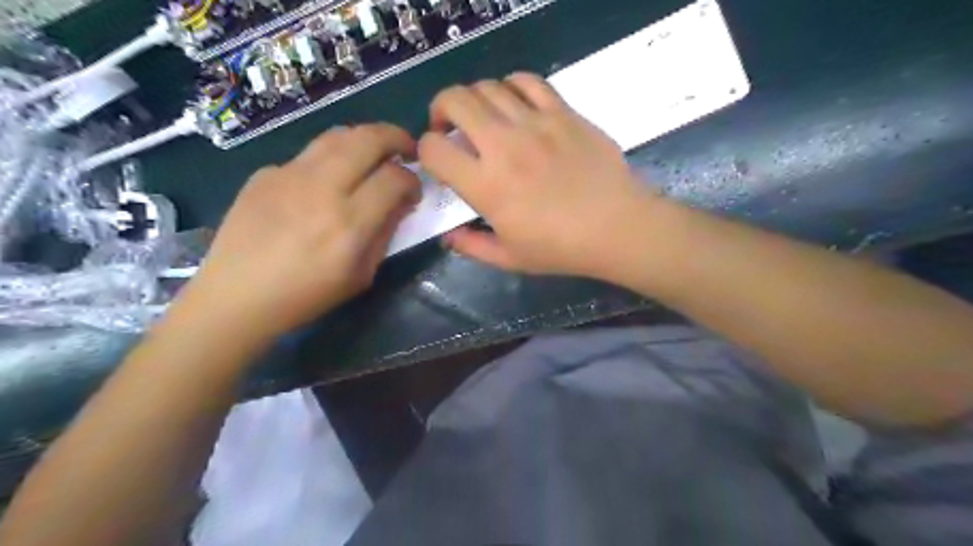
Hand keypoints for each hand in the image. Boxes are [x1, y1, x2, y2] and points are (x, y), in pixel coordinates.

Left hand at [180, 125, 419, 341]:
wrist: (236, 296)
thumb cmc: (306, 295)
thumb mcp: (361, 275)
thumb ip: (385, 233)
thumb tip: (400, 202)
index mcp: (349, 224)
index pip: (394, 179)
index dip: (412, 180)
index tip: (414, 191)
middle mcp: (322, 189)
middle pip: (368, 140)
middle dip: (396, 138)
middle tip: (406, 149)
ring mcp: (289, 175)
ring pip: (337, 135)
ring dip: (364, 139)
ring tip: (373, 153)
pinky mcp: (265, 173)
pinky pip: (308, 155)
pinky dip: (329, 160)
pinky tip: (325, 182)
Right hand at [417, 73, 660, 277]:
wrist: (617, 227)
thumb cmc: (562, 248)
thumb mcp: (510, 258)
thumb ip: (472, 246)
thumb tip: (448, 236)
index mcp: (486, 185)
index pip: (434, 149)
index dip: (425, 151)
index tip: (437, 160)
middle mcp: (503, 145)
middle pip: (454, 100)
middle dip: (440, 109)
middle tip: (449, 126)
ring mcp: (535, 123)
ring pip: (487, 86)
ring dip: (474, 99)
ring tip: (482, 117)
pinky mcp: (563, 112)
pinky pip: (528, 81)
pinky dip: (511, 86)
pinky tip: (514, 104)